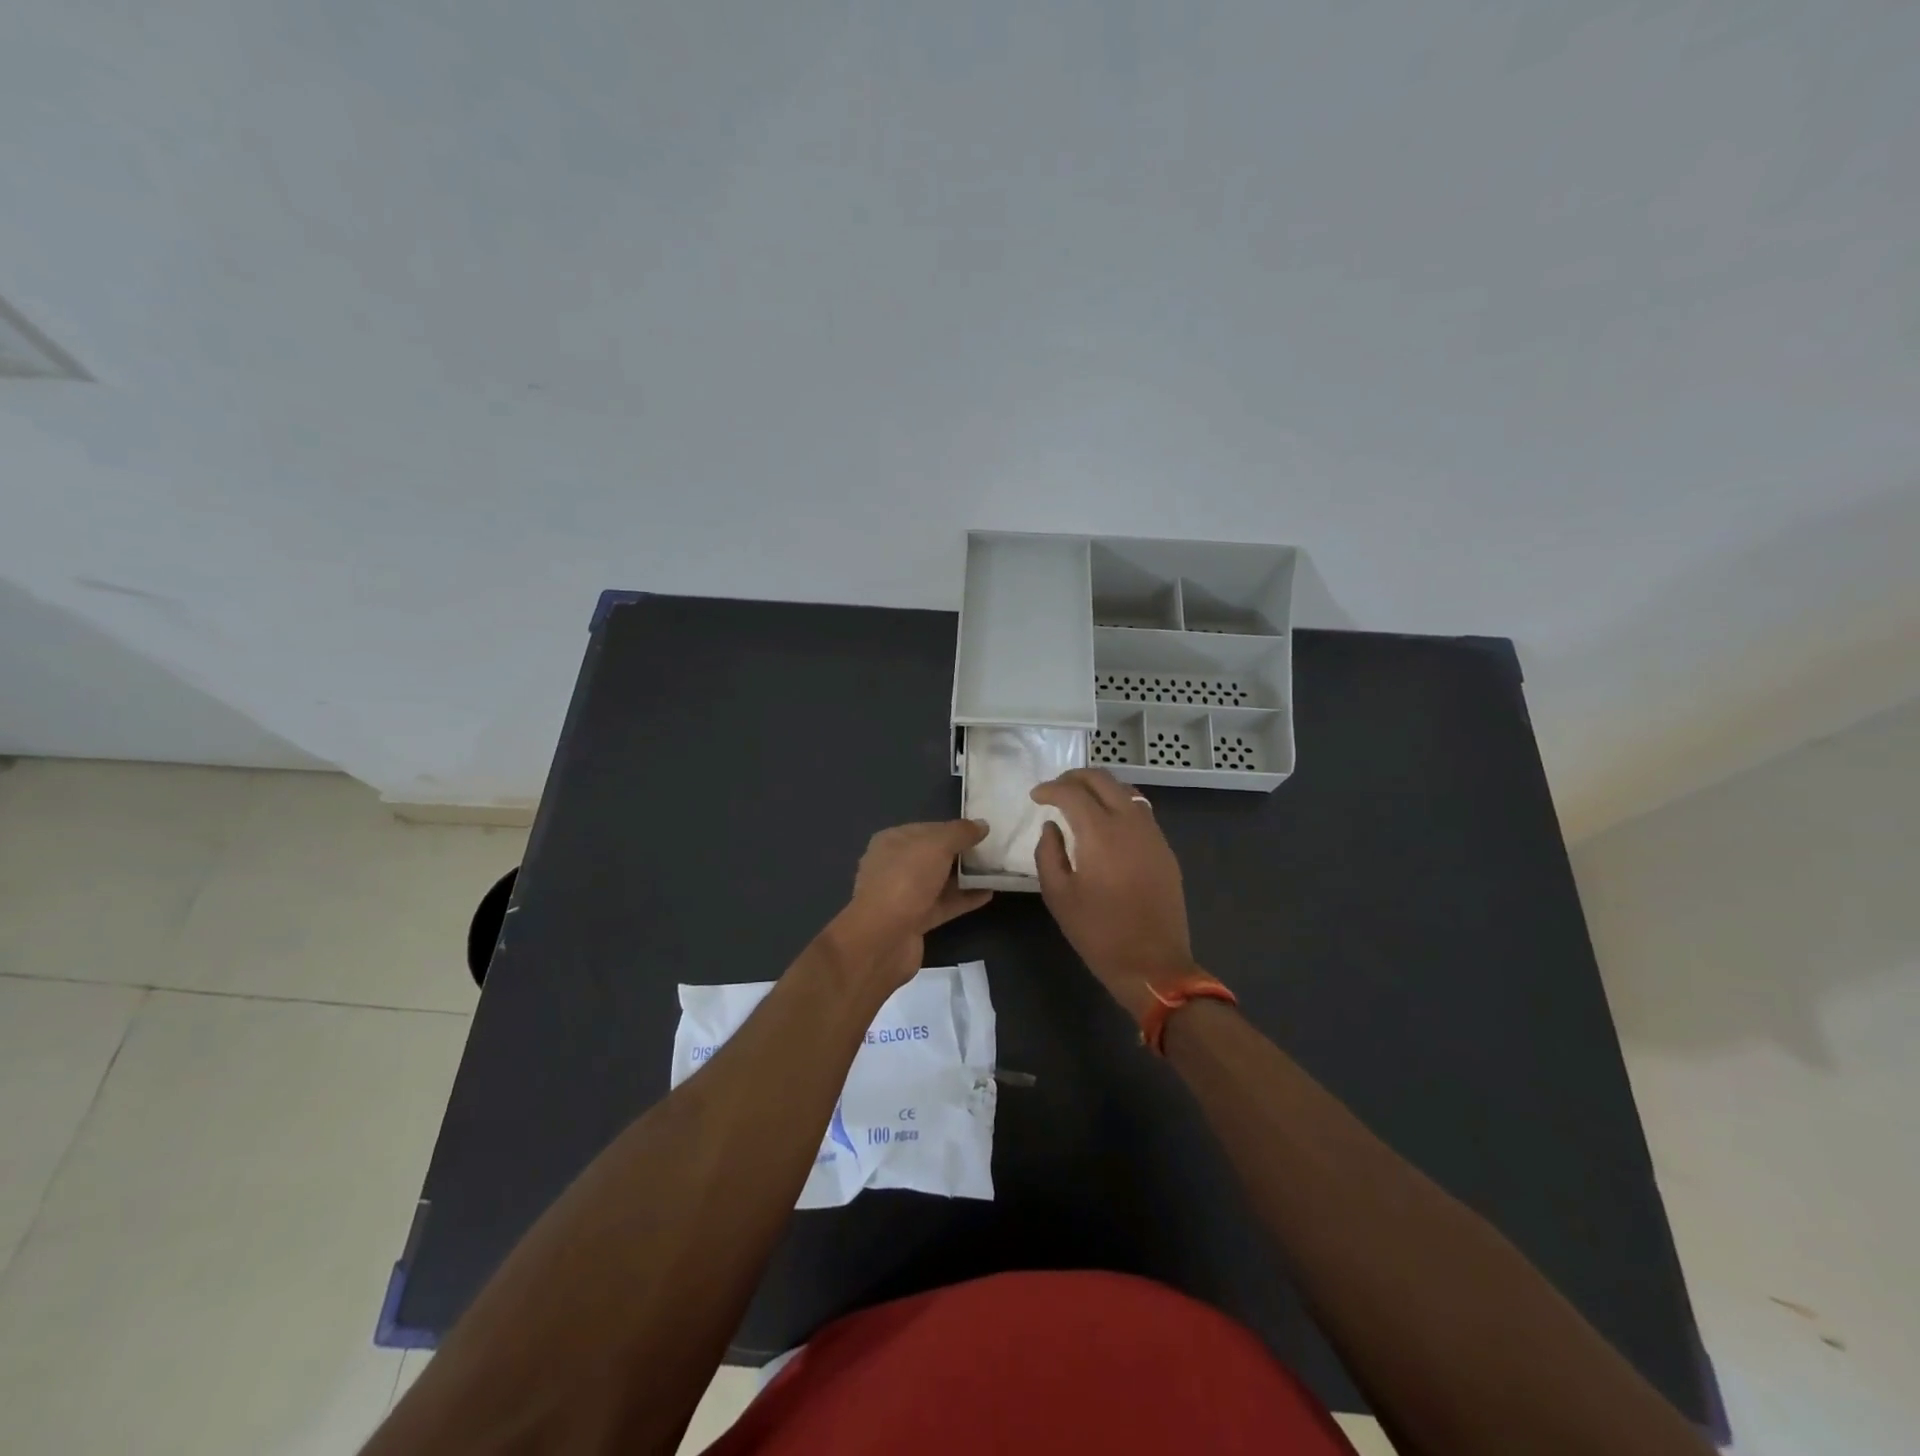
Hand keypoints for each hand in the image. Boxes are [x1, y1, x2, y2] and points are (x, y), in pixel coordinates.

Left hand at [824, 820, 993, 991]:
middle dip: (961, 853)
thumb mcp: (936, 846)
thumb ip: (960, 833)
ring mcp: (903, 895)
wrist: (883, 939)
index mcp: (892, 841)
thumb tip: (982, 825)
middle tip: (992, 851)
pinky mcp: (914, 921)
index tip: (982, 831)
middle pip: (933, 855)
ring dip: (965, 877)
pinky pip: (943, 904)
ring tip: (995, 871)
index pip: (928, 829)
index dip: (954, 829)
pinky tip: (988, 894)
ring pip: (939, 881)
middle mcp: (894, 866)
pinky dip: (963, 899)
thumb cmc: (906, 880)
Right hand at [1031, 769, 1198, 1020]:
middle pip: (1103, 780)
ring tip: (1079, 800)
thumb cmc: (1098, 932)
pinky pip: (1140, 810)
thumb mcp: (1058, 896)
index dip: (1050, 789)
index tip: (1035, 796)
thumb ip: (1048, 853)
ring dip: (1100, 788)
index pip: (1072, 792)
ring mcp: (1153, 834)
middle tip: (1055, 789)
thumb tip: (1052, 826)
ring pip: (1125, 790)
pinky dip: (1119, 804)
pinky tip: (1106, 822)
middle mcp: (1130, 823)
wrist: (1153, 964)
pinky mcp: (1164, 848)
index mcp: (1100, 833)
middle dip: (1075, 777)